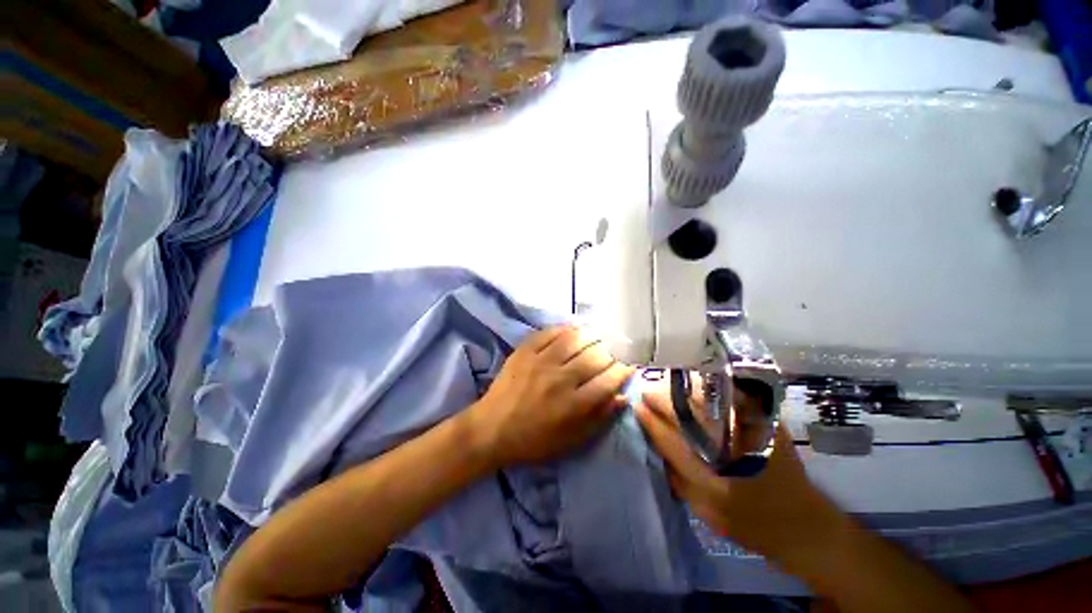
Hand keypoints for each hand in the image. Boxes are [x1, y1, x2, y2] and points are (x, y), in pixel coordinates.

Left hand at [467, 326, 634, 468]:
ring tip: (594, 341)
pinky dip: (565, 330)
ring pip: (575, 339)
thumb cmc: (534, 441)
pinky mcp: (525, 351)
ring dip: (590, 338)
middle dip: (608, 356)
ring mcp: (541, 361)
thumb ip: (599, 418)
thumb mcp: (571, 441)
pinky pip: (550, 332)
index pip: (608, 380)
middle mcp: (560, 379)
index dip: (622, 372)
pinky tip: (572, 332)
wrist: (491, 429)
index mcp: (573, 405)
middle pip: (595, 357)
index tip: (626, 369)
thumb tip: (623, 397)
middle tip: (608, 359)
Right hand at [635, 383, 849, 573]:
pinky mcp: (767, 423)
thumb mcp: (705, 512)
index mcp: (712, 482)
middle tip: (647, 390)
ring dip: (682, 388)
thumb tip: (654, 442)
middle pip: (687, 414)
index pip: (670, 441)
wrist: (803, 524)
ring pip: (707, 400)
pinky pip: (729, 396)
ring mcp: (751, 433)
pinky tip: (695, 382)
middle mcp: (731, 453)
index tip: (637, 405)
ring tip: (666, 383)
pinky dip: (708, 387)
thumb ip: (677, 478)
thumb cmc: (750, 524)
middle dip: (662, 398)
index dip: (651, 420)